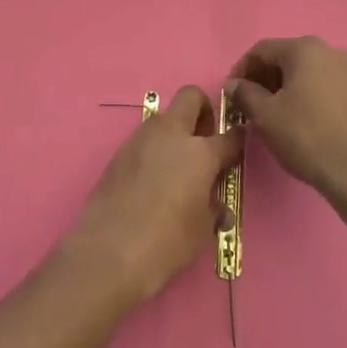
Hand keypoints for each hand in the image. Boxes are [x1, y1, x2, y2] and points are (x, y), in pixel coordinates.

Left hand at [62, 86, 243, 305]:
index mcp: (200, 152)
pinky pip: (144, 139)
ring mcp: (141, 140)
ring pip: (163, 117)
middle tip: (204, 141)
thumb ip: (213, 209)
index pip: (230, 135)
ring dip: (175, 131)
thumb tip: (217, 207)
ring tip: (177, 165)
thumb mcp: (202, 230)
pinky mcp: (118, 153)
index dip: (237, 140)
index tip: (237, 149)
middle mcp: (171, 135)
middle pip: (191, 96)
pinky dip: (154, 149)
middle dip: (202, 110)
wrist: (108, 251)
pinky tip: (153, 179)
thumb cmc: (167, 242)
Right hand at [227, 37, 346, 209]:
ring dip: (288, 86)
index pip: (262, 50)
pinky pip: (329, 85)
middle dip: (266, 77)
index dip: (242, 69)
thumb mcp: (265, 116)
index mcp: (305, 49)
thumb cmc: (307, 137)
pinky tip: (305, 118)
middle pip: (288, 57)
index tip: (232, 92)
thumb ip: (245, 94)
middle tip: (252, 102)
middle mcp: (332, 51)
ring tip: (277, 112)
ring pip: (310, 71)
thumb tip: (234, 84)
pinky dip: (311, 94)